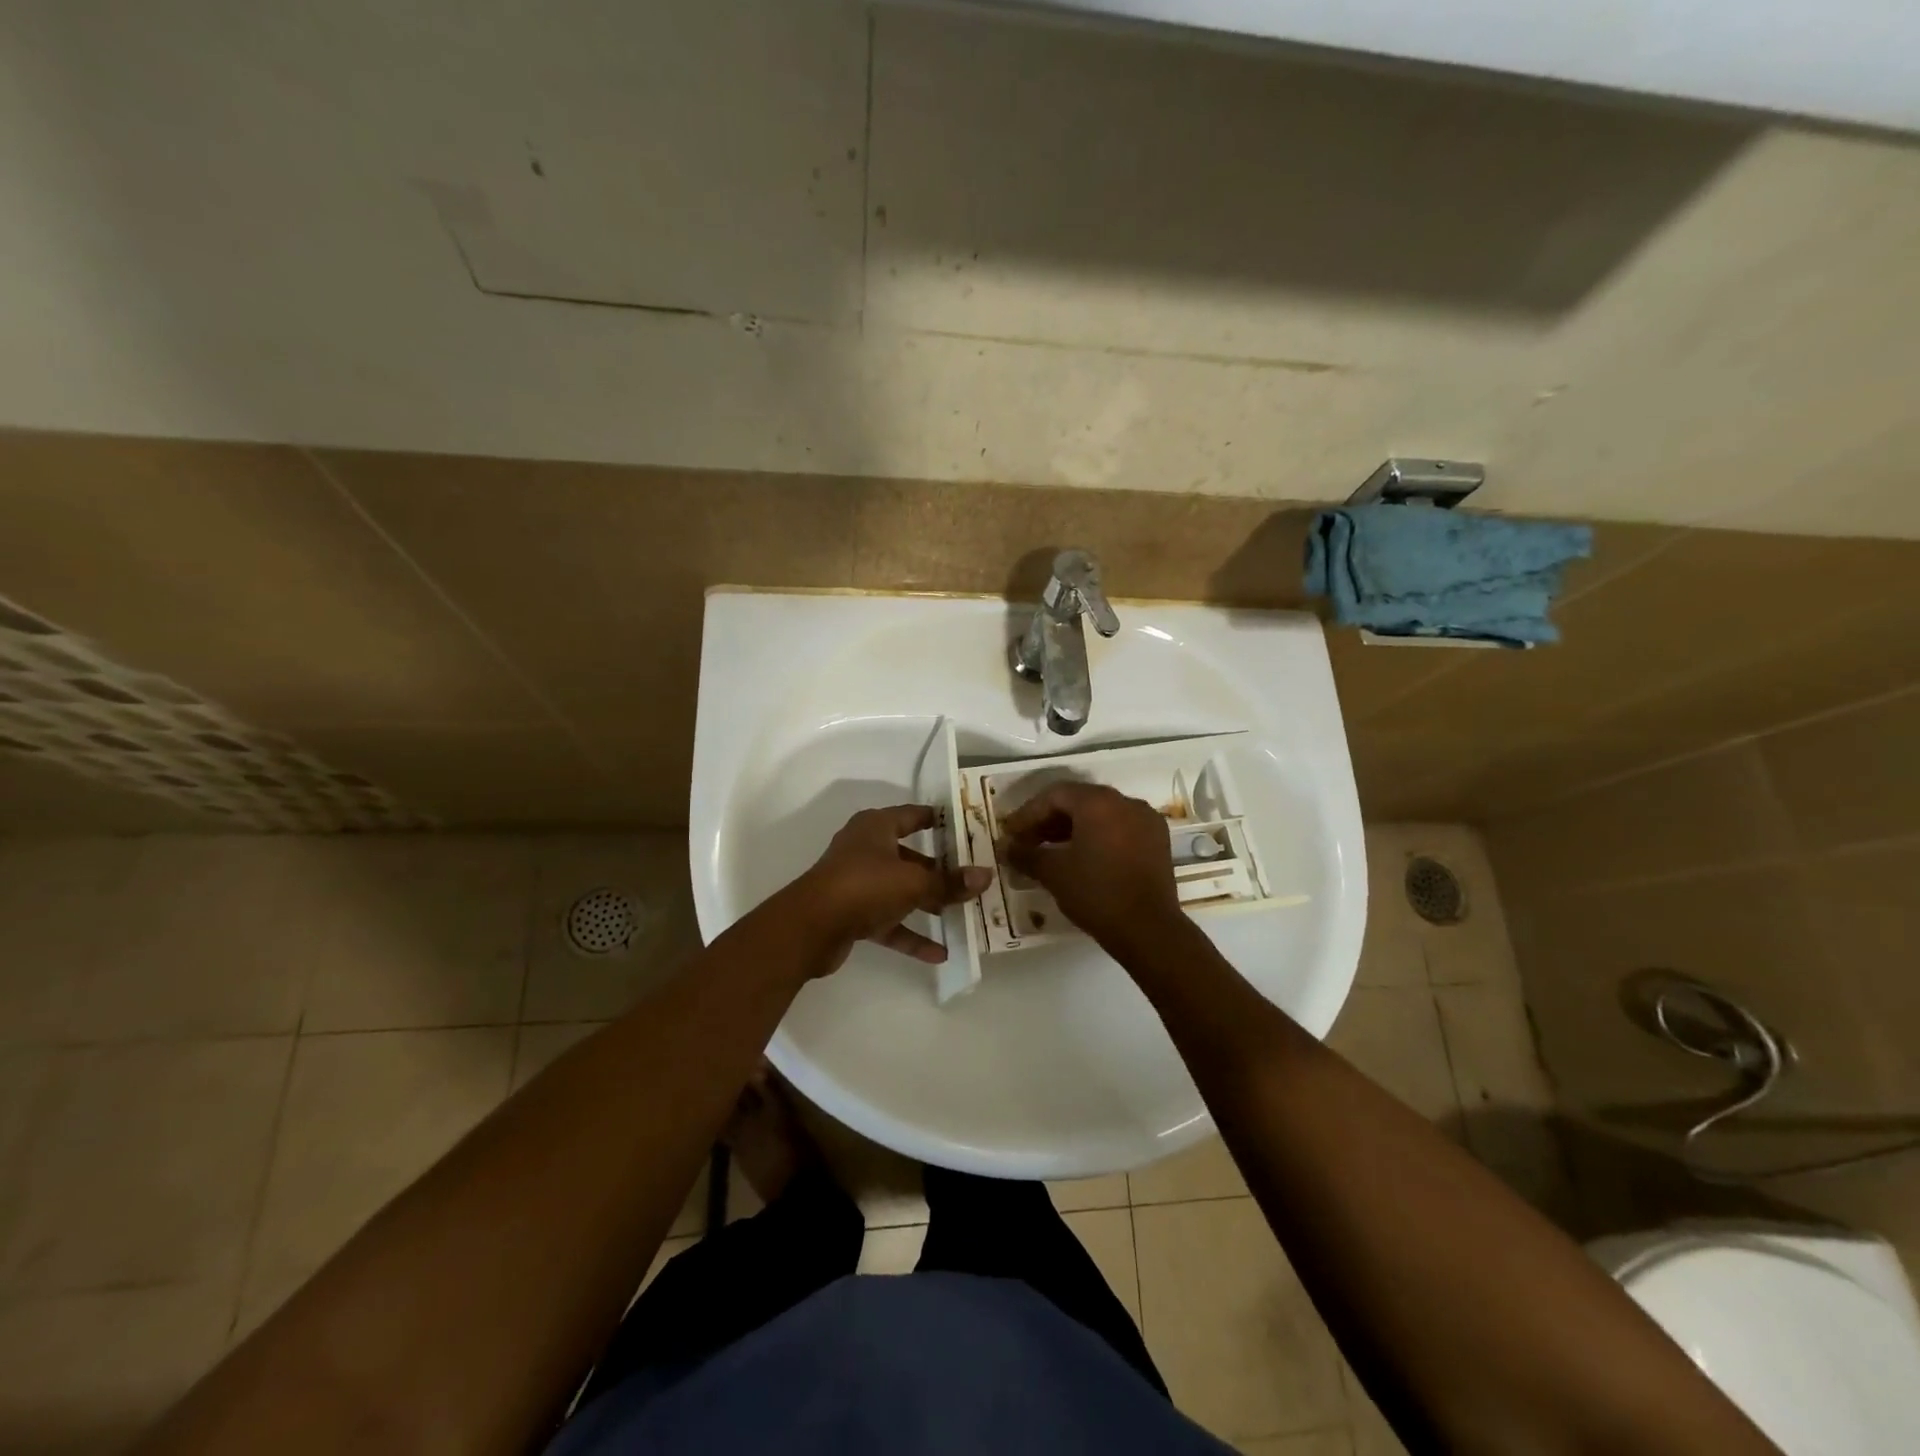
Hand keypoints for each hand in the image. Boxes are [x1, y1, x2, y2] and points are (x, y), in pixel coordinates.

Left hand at [795, 805, 992, 970]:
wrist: (810, 928)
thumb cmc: (863, 886)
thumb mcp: (913, 882)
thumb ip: (949, 883)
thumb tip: (986, 876)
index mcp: (876, 827)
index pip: (912, 815)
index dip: (937, 819)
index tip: (965, 827)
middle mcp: (865, 849)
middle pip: (909, 856)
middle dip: (939, 870)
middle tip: (971, 878)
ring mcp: (857, 882)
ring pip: (900, 890)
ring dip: (927, 903)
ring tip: (961, 916)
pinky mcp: (852, 914)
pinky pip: (889, 922)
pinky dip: (911, 935)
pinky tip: (940, 954)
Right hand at [998, 782, 1185, 954]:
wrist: (1148, 930)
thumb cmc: (1096, 893)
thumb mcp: (1053, 873)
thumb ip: (1025, 854)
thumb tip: (1005, 847)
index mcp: (1098, 802)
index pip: (1054, 795)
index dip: (1028, 813)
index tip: (1011, 834)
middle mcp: (1125, 802)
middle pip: (1078, 801)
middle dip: (1049, 819)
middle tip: (1027, 841)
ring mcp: (1146, 820)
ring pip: (1100, 814)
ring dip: (1073, 828)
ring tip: (1050, 850)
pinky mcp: (1157, 841)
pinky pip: (1120, 828)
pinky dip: (1097, 836)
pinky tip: (1082, 858)